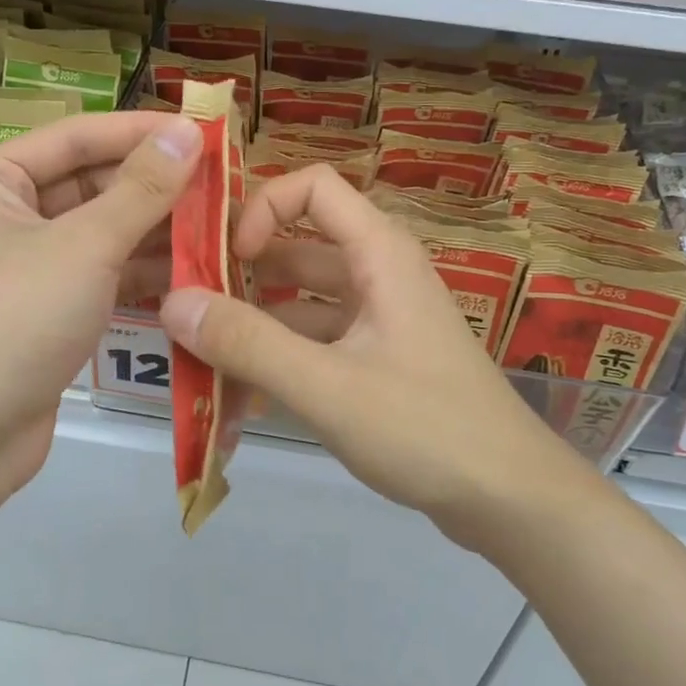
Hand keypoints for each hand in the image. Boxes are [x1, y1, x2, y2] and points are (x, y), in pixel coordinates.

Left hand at [0, 110, 199, 507]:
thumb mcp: (83, 245)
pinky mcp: (46, 310)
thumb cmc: (11, 319)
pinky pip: (100, 274)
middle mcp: (4, 214)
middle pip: (91, 184)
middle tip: (223, 184)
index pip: (78, 137)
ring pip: (101, 232)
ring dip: (156, 230)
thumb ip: (142, 189)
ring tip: (221, 225)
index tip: (205, 131)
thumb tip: (187, 131)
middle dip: (155, 187)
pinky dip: (142, 271)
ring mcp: (25, 266)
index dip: (142, 132)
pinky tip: (195, 269)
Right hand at [157, 164, 567, 549]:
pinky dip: (281, 356)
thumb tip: (173, 302)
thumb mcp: (327, 386)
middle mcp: (378, 272)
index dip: (263, 208)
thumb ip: (248, 344)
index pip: (313, 186)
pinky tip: (241, 396)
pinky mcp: (378, 357)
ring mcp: (379, 317)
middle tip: (187, 306)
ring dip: (255, 321)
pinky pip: (317, 339)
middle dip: (241, 271)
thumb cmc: (426, 428)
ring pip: (302, 298)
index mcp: (378, 253)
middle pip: (299, 244)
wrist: (512, 499)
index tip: (229, 259)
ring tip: (200, 357)